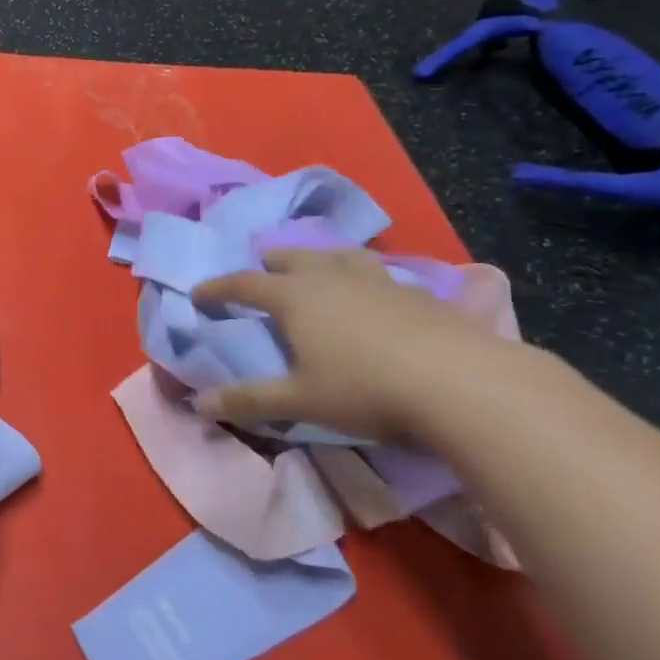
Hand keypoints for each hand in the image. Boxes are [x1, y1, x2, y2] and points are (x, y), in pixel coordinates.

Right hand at [191, 248, 519, 445]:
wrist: (462, 384)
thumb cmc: (365, 389)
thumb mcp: (299, 401)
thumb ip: (247, 400)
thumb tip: (197, 404)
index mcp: (294, 296)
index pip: (243, 284)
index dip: (217, 289)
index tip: (199, 295)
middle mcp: (330, 277)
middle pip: (291, 257)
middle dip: (268, 263)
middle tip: (260, 269)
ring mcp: (376, 279)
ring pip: (337, 256)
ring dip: (318, 258)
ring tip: (315, 267)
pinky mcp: (416, 292)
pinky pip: (377, 272)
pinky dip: (360, 275)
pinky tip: (372, 293)